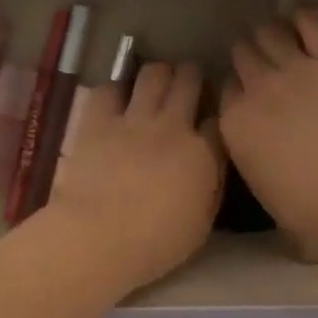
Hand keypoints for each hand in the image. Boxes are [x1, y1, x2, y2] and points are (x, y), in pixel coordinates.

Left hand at [38, 62, 224, 295]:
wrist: (99, 237)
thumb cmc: (155, 243)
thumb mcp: (201, 224)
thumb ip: (210, 186)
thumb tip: (212, 164)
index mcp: (202, 154)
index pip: (218, 120)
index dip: (216, 115)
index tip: (210, 120)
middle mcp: (172, 126)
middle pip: (189, 82)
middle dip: (192, 76)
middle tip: (189, 80)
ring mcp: (134, 119)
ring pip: (154, 75)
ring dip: (160, 73)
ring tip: (158, 79)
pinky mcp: (99, 119)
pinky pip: (110, 89)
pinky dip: (116, 90)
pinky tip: (117, 99)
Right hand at [221, 11, 317, 248]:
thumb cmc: (307, 209)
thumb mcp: (258, 182)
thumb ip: (248, 149)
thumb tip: (255, 137)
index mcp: (235, 121)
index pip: (225, 87)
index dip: (236, 86)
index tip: (244, 90)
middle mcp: (258, 88)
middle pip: (242, 55)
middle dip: (247, 55)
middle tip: (260, 60)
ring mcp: (295, 70)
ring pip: (269, 33)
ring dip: (269, 33)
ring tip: (277, 36)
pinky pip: (313, 25)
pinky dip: (305, 19)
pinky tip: (302, 20)